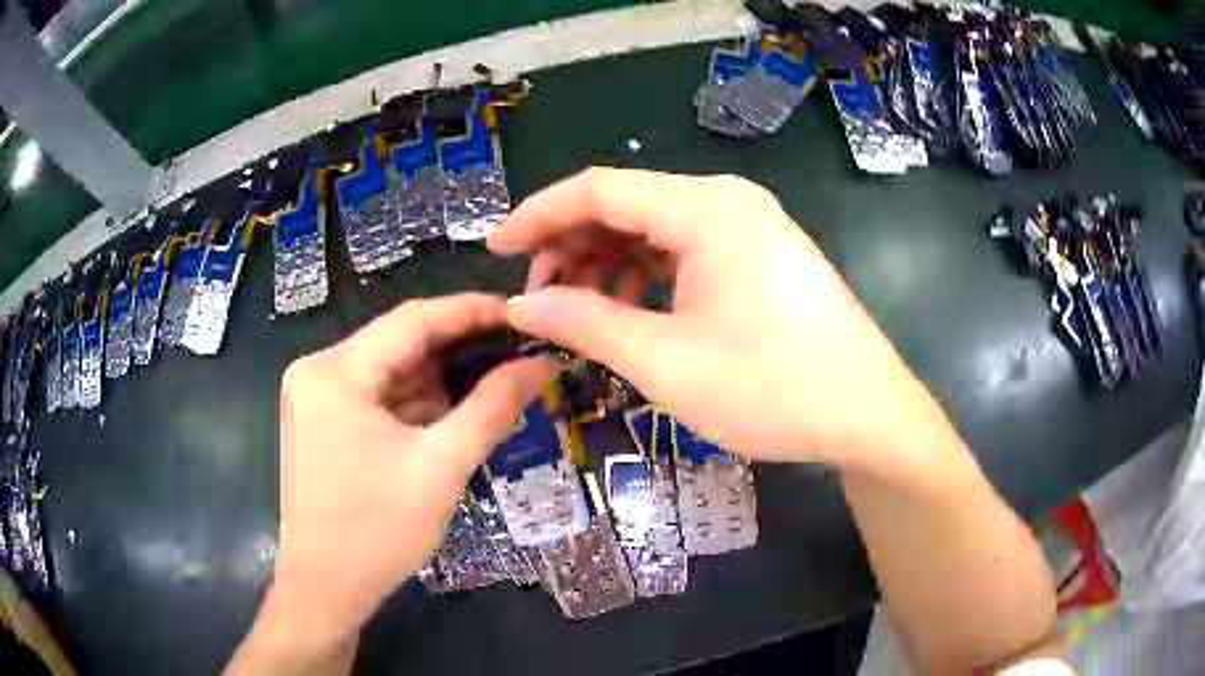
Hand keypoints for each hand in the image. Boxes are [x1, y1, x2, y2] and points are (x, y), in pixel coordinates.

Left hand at [229, 294, 553, 673]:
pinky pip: (376, 396)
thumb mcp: (441, 468)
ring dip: (438, 381)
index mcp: (335, 372)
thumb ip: (492, 407)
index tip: (522, 313)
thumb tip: (542, 364)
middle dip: (458, 351)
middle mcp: (317, 370)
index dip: (472, 311)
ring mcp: (314, 396)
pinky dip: (414, 404)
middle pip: (399, 344)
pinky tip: (449, 417)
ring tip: (494, 386)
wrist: (325, 589)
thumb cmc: (377, 532)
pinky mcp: (320, 420)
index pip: (413, 320)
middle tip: (517, 353)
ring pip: (390, 371)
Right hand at [489, 168, 948, 469]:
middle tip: (539, 299)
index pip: (597, 189)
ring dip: (607, 262)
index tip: (495, 250)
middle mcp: (726, 200)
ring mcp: (750, 224)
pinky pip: (686, 247)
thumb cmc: (771, 388)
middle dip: (571, 245)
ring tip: (578, 310)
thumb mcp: (665, 361)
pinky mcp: (761, 252)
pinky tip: (631, 309)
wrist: (867, 413)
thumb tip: (523, 306)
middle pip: (625, 204)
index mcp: (704, 208)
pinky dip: (647, 272)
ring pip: (654, 227)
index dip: (538, 216)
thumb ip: (586, 323)